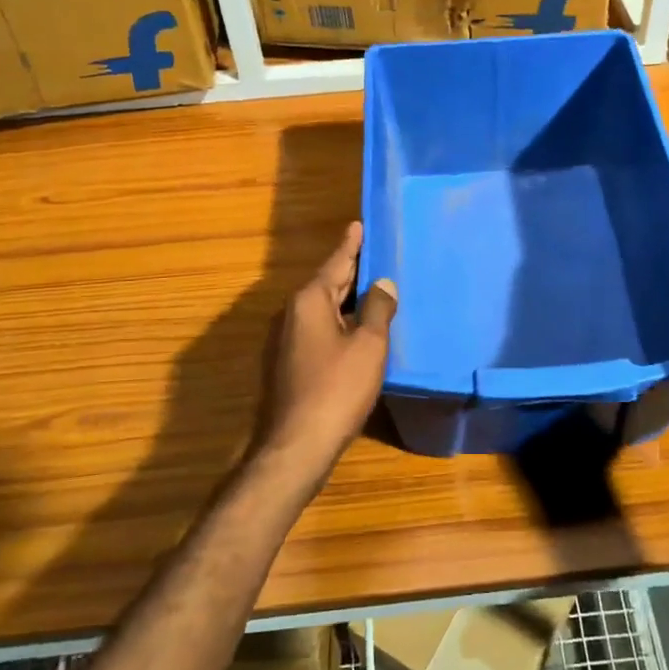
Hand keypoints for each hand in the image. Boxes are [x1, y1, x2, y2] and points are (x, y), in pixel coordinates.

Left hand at [259, 222, 397, 479]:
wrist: (297, 445)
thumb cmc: (337, 388)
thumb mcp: (368, 345)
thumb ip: (377, 309)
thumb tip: (383, 283)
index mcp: (309, 300)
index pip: (336, 262)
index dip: (351, 244)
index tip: (358, 224)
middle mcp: (291, 313)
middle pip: (327, 284)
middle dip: (350, 271)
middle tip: (374, 254)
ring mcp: (285, 340)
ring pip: (322, 309)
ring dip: (345, 299)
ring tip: (372, 290)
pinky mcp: (287, 364)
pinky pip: (317, 330)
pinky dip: (338, 323)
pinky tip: (356, 331)